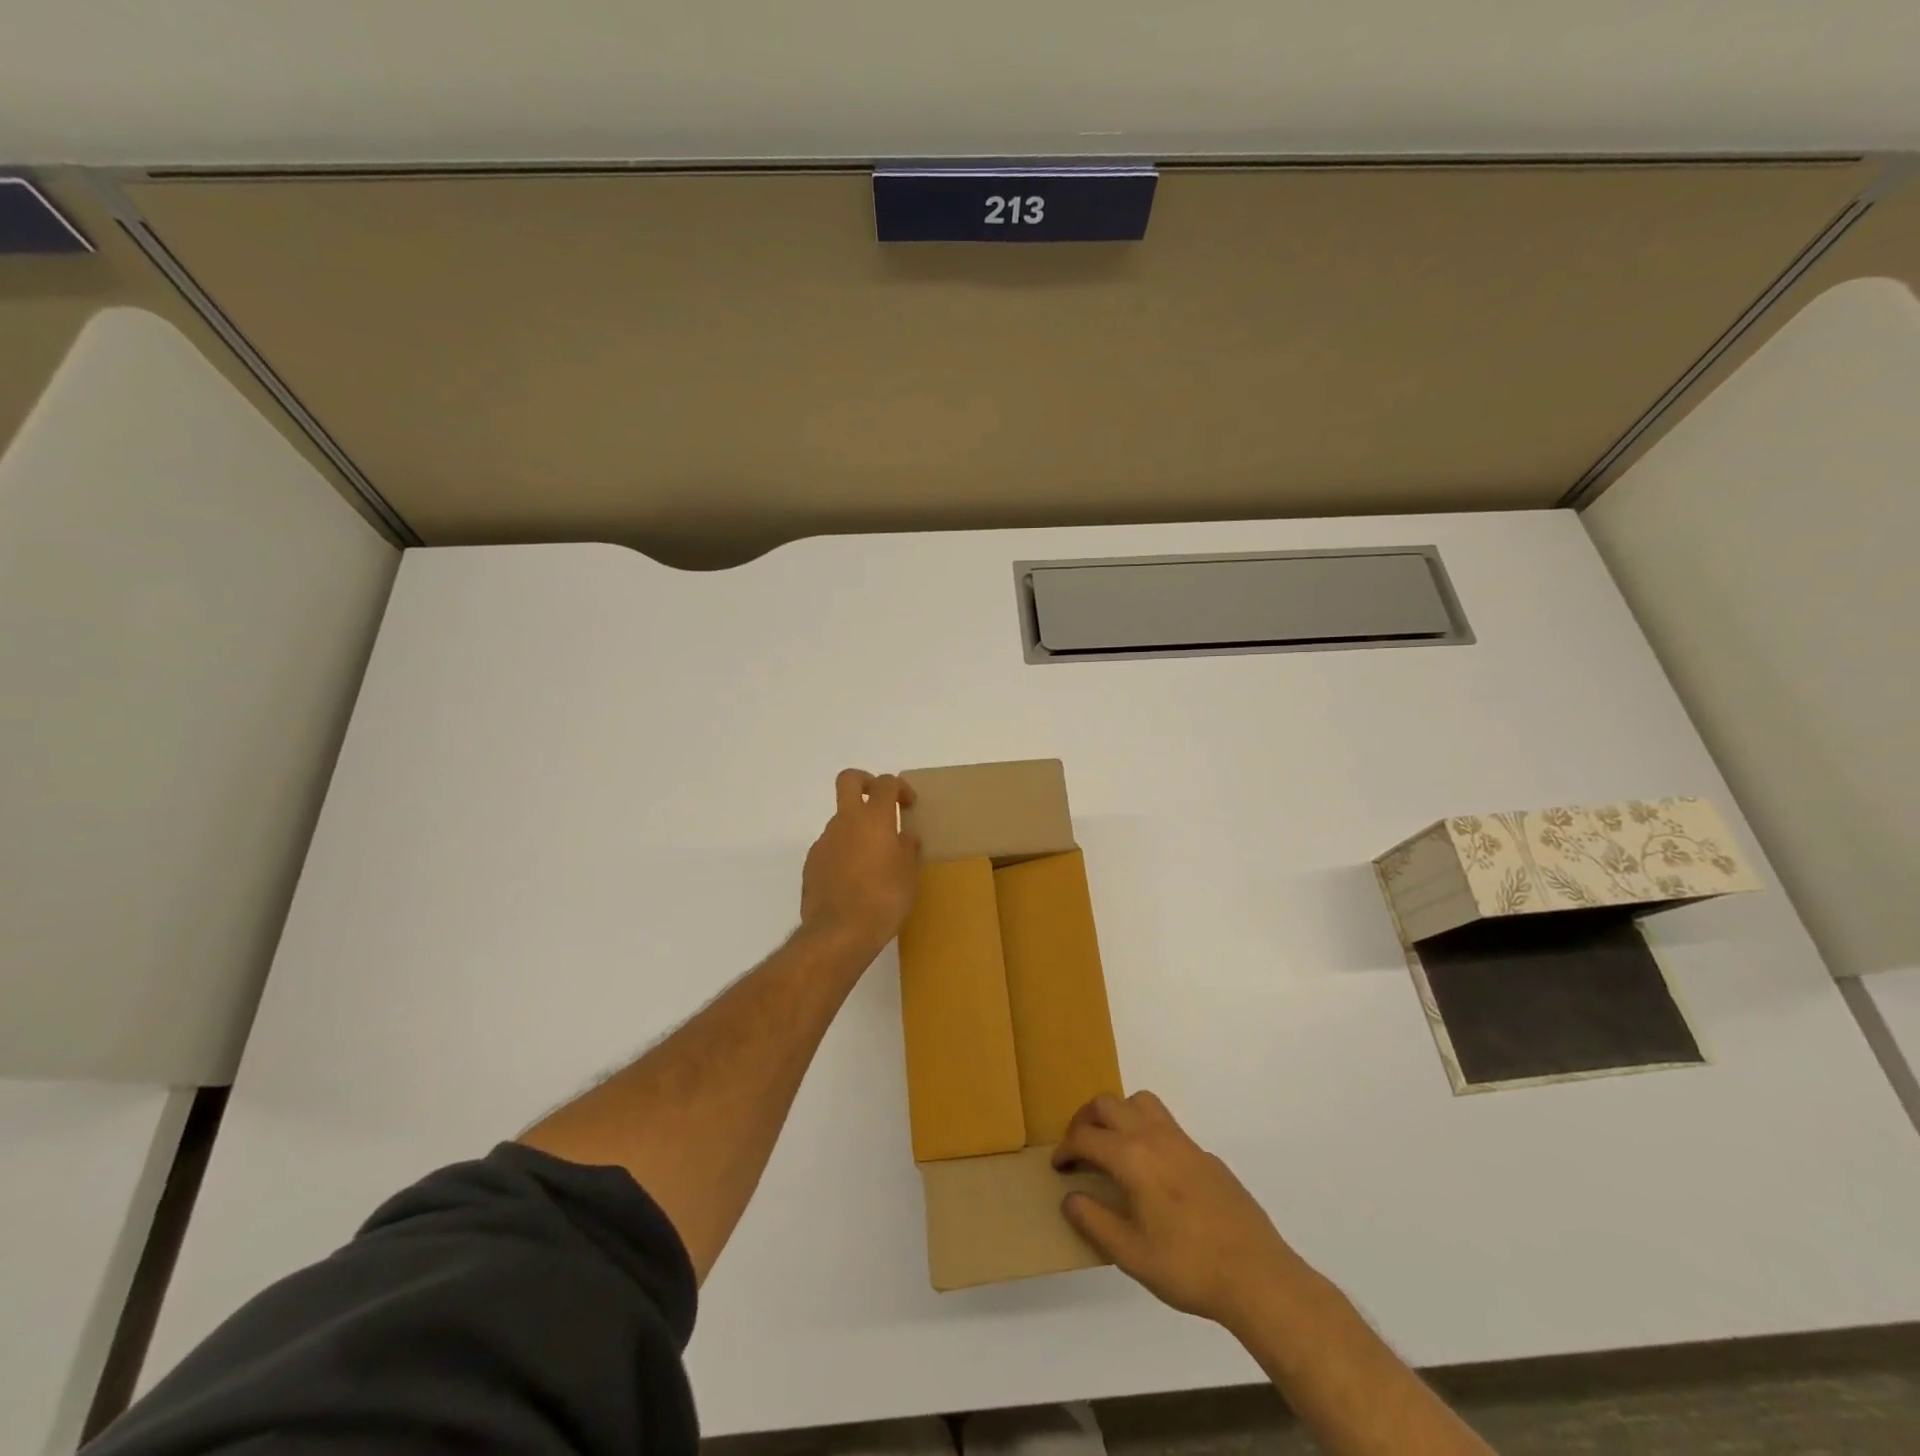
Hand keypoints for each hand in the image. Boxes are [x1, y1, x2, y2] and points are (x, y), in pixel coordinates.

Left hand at [800, 769, 920, 955]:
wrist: (838, 933)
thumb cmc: (883, 900)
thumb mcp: (908, 875)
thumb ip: (907, 850)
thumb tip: (904, 838)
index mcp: (874, 819)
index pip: (885, 784)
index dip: (899, 788)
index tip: (908, 805)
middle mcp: (845, 822)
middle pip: (849, 780)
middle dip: (865, 782)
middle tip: (880, 802)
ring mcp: (824, 841)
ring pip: (840, 820)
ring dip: (856, 829)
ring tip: (873, 860)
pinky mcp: (811, 863)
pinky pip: (831, 847)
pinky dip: (843, 853)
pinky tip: (854, 880)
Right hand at [1054, 1091, 1300, 1331]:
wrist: (1256, 1274)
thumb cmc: (1187, 1266)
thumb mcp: (1131, 1254)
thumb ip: (1094, 1221)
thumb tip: (1070, 1198)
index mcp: (1132, 1157)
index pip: (1086, 1136)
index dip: (1065, 1148)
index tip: (1058, 1167)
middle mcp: (1153, 1136)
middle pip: (1108, 1104)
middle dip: (1085, 1119)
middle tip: (1078, 1148)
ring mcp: (1182, 1141)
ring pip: (1139, 1102)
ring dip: (1117, 1114)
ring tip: (1111, 1145)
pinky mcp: (1203, 1154)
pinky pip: (1164, 1123)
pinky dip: (1145, 1130)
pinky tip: (1151, 1170)